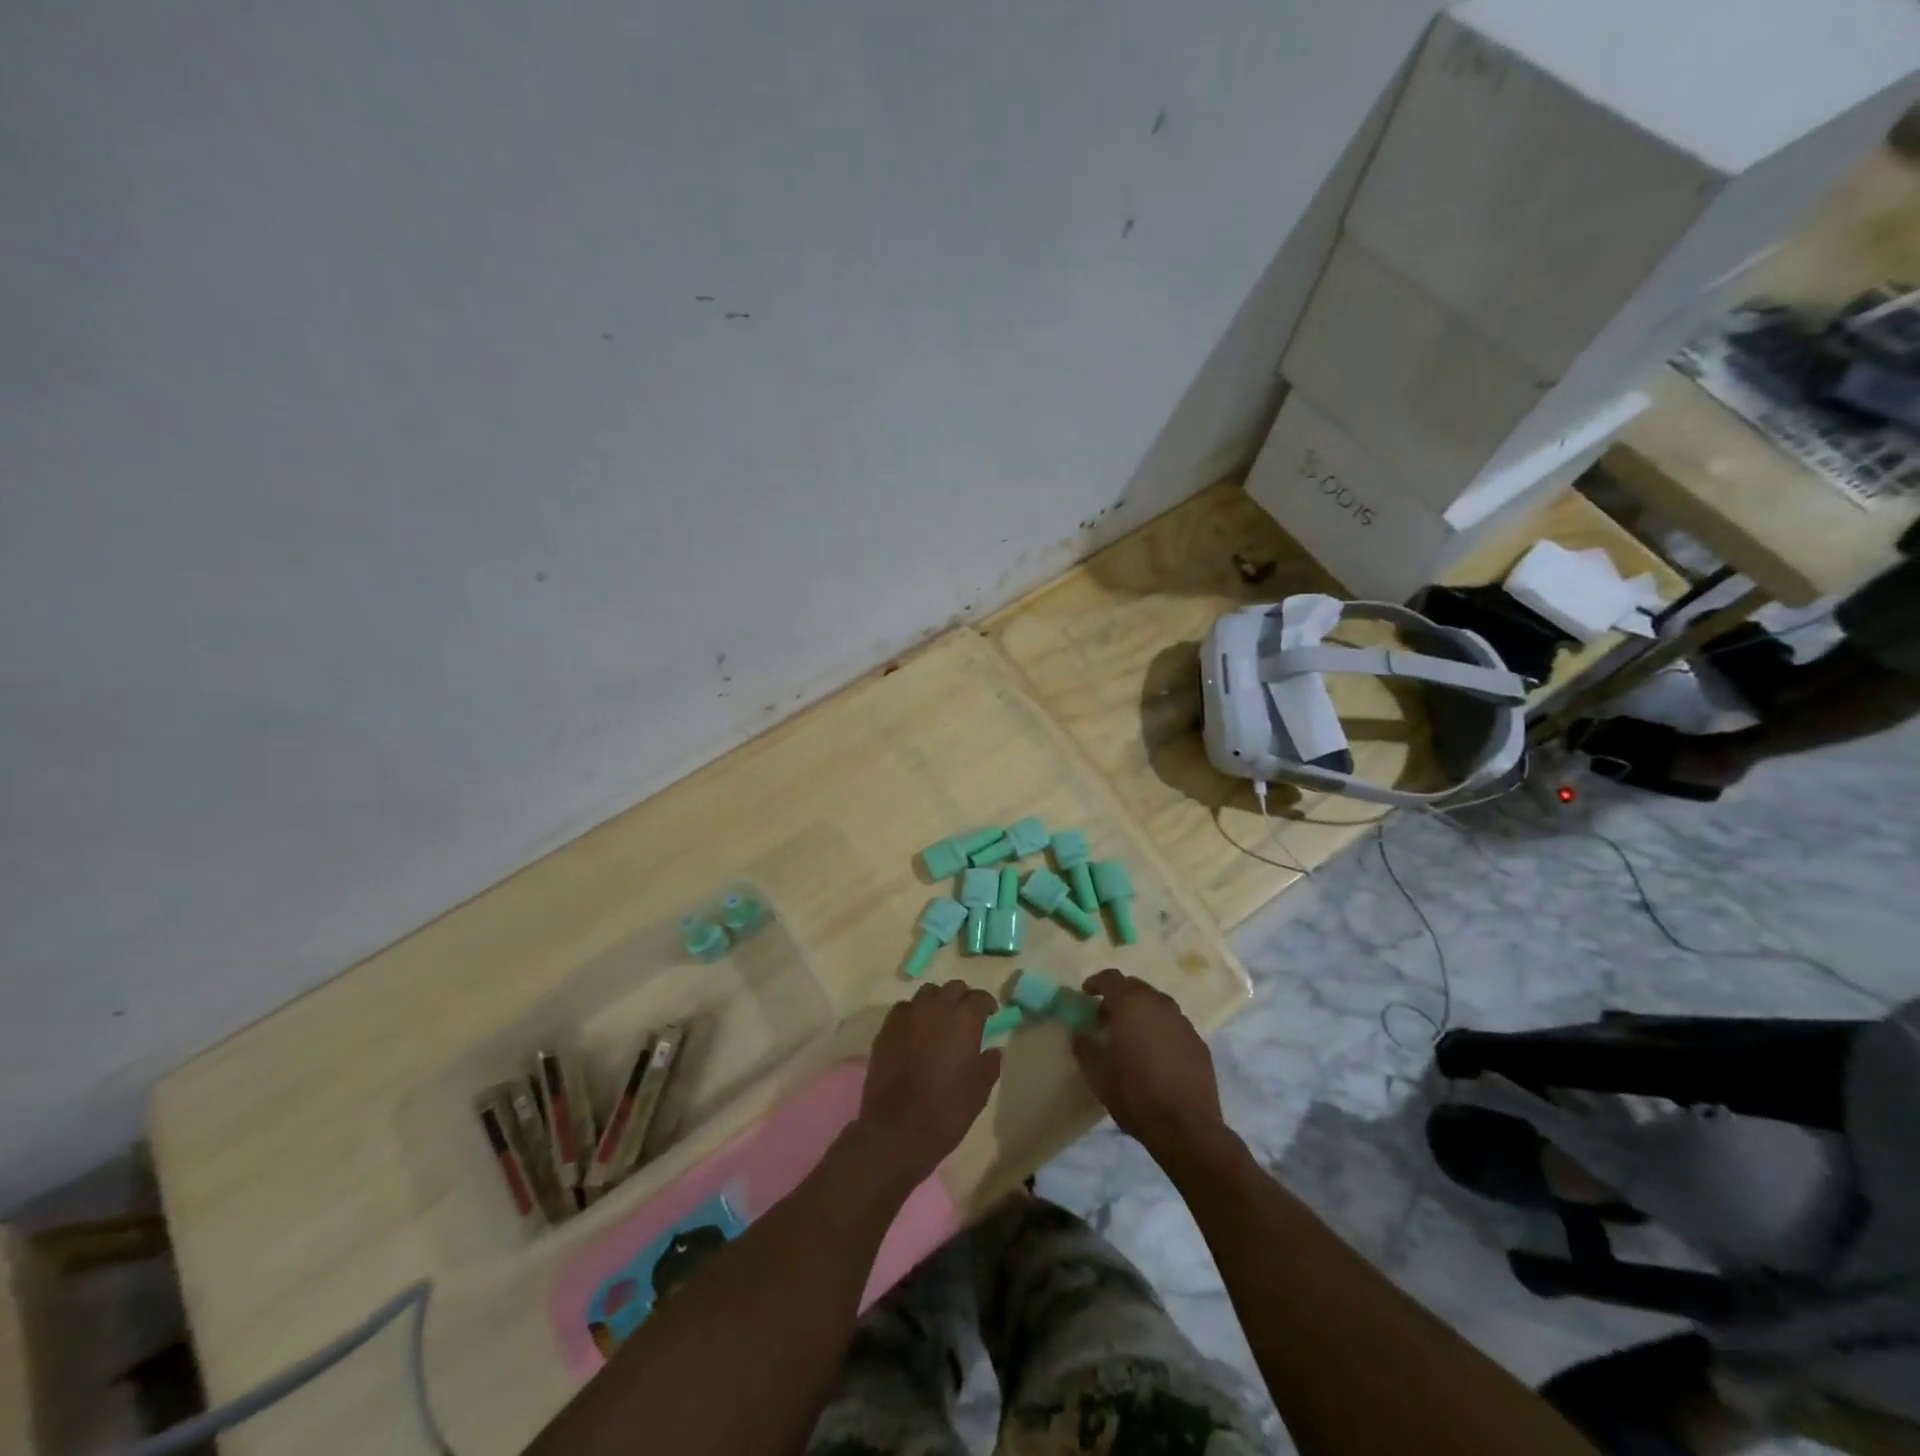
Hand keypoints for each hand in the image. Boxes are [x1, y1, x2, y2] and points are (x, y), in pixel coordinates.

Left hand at [853, 980, 1002, 1191]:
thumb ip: (989, 1064)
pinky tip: (915, 1032)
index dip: (987, 1004)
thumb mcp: (979, 1091)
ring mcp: (908, 1015)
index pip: (980, 997)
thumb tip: (994, 1049)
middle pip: (953, 988)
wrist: (897, 1130)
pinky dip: (914, 1014)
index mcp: (964, 1019)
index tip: (990, 1014)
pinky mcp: (886, 1028)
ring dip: (937, 1002)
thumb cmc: (946, 1110)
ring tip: (939, 1021)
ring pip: (927, 993)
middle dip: (962, 998)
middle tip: (966, 1017)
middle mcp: (936, 1007)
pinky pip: (904, 1009)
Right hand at [1073, 969, 1231, 1167]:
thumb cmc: (1135, 1094)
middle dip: (1119, 997)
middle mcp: (1159, 1004)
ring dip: (1141, 1012)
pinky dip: (1160, 1030)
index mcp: (1131, 1005)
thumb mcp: (1097, 1074)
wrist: (1187, 1128)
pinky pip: (1173, 1025)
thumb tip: (1080, 1033)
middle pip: (1135, 987)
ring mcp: (1183, 1022)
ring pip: (1157, 1004)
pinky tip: (1156, 1054)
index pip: (1111, 978)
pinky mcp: (1198, 1042)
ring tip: (1131, 1036)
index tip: (1086, 994)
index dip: (1096, 983)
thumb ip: (1084, 1046)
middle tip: (1106, 1018)